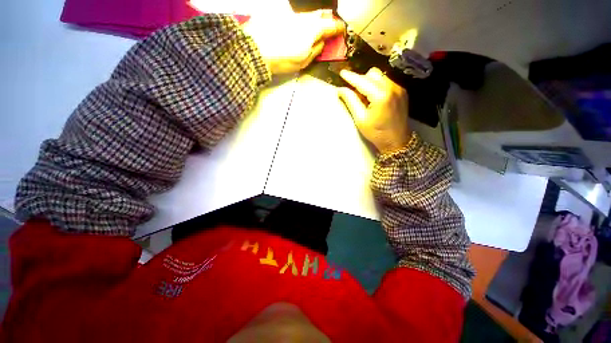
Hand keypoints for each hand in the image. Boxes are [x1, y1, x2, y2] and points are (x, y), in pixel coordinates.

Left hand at [243, 9, 344, 73]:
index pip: (331, 25)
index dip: (338, 28)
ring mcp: (291, 13)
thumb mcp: (304, 61)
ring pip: (307, 14)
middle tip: (328, 27)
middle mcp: (304, 17)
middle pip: (320, 14)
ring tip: (311, 30)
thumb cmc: (283, 59)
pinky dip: (298, 20)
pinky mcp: (279, 12)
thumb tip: (322, 43)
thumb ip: (316, 50)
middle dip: (326, 20)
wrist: (257, 50)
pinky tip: (294, 28)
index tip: (341, 31)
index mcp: (313, 29)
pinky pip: (294, 14)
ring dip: (312, 20)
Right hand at [338, 68, 410, 153]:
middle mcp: (392, 87)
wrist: (397, 141)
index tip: (342, 73)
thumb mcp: (360, 119)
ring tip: (364, 97)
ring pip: (380, 77)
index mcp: (381, 95)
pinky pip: (386, 82)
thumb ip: (351, 101)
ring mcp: (399, 88)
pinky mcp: (402, 92)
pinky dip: (377, 86)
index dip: (351, 77)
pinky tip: (374, 98)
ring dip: (369, 82)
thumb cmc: (376, 133)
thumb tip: (341, 90)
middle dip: (361, 80)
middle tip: (354, 92)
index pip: (362, 81)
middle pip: (373, 74)